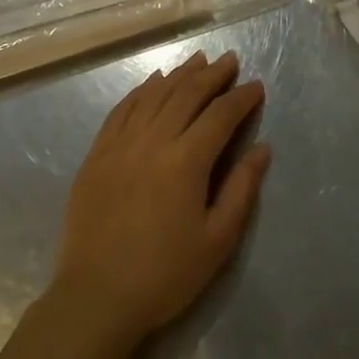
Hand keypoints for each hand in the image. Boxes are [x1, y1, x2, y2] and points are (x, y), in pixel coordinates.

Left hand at [52, 50, 269, 348]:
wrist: (96, 297)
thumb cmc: (165, 274)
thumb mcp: (217, 240)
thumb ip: (241, 189)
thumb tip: (261, 148)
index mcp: (186, 161)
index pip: (220, 115)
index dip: (241, 98)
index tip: (256, 86)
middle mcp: (152, 140)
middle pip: (186, 94)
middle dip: (212, 75)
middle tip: (230, 61)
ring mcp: (120, 144)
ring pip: (153, 95)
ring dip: (178, 75)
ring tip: (198, 60)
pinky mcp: (97, 153)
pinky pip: (121, 109)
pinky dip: (141, 90)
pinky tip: (153, 82)